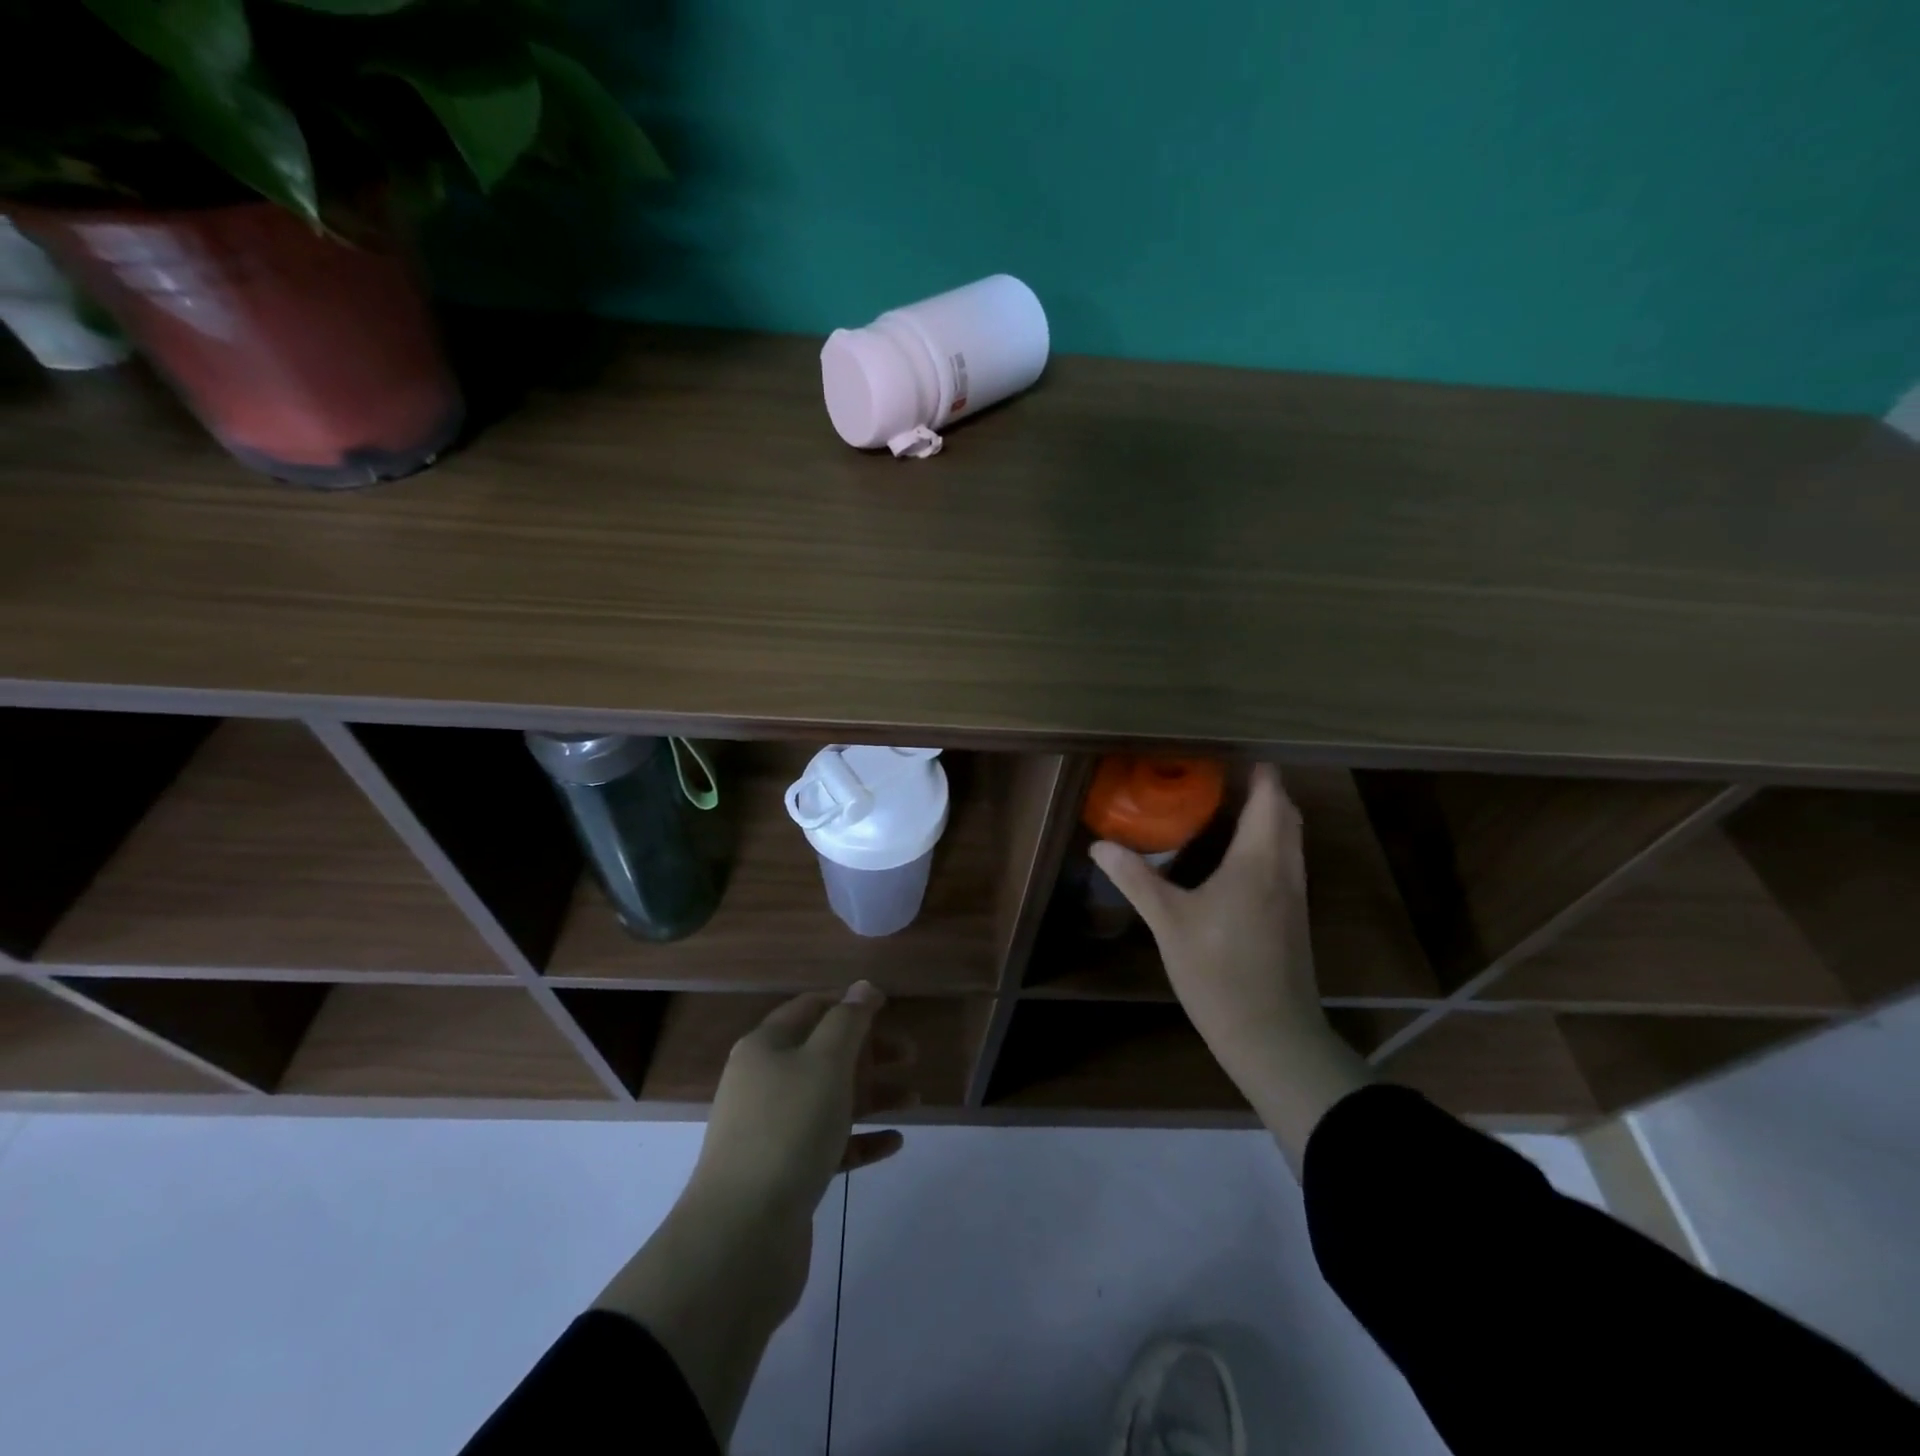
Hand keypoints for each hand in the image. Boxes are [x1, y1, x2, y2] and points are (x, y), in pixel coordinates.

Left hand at [688, 982, 906, 1225]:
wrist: (742, 1234)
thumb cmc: (788, 1128)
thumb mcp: (825, 1061)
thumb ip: (849, 1020)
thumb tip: (863, 986)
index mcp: (766, 1047)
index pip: (810, 1008)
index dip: (848, 1003)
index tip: (888, 1007)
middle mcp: (764, 1082)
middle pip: (823, 1054)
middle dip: (868, 1051)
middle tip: (910, 1054)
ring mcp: (772, 1130)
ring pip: (830, 1099)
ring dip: (872, 1095)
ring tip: (915, 1099)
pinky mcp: (784, 1173)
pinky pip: (829, 1145)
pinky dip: (860, 1139)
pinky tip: (894, 1143)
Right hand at [1090, 764, 1371, 1165]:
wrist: (1272, 1035)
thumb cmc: (1219, 971)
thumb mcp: (1169, 923)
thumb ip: (1136, 879)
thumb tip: (1100, 845)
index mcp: (1258, 861)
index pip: (1269, 800)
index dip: (1260, 774)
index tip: (1235, 755)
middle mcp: (1284, 870)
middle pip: (1286, 816)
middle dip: (1264, 791)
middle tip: (1226, 779)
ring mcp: (1294, 896)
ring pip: (1291, 841)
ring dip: (1270, 818)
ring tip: (1232, 809)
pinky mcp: (1294, 919)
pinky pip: (1287, 863)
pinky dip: (1271, 845)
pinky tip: (1239, 861)